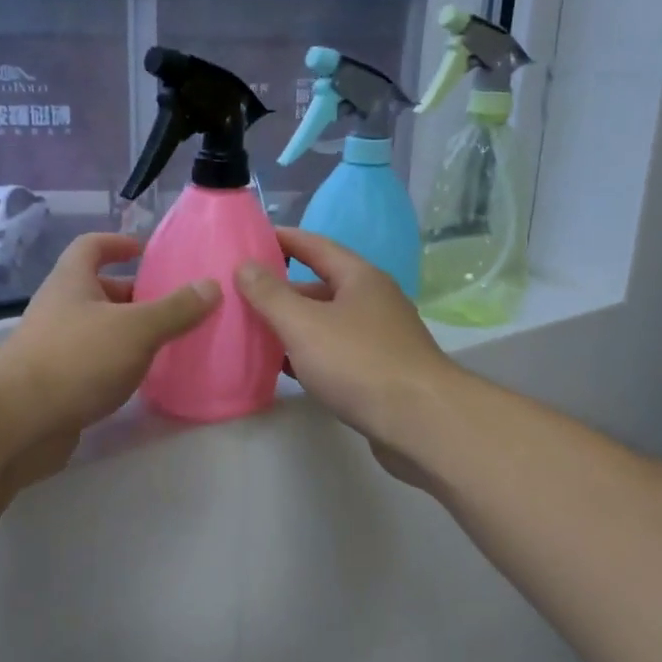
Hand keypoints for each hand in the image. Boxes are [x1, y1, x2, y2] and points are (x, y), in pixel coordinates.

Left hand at [0, 233, 218, 475]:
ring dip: (127, 331)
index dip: (117, 243)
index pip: (91, 246)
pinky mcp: (54, 382)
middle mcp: (58, 307)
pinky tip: (139, 378)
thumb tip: (211, 285)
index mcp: (71, 281)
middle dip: (133, 294)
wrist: (19, 421)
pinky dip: (115, 363)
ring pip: (96, 328)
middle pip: (97, 289)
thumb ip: (176, 309)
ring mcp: (52, 346)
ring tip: (166, 342)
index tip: (145, 251)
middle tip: (172, 305)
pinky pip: (91, 361)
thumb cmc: (78, 359)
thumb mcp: (136, 329)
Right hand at [235, 228, 457, 462]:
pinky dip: (308, 354)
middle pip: (320, 285)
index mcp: (360, 278)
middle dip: (282, 289)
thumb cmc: (359, 362)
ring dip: (293, 325)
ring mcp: (379, 338)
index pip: (315, 245)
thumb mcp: (304, 324)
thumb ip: (270, 295)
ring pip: (326, 322)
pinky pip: (335, 352)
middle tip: (241, 293)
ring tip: (253, 330)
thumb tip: (245, 265)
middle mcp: (373, 301)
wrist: (420, 422)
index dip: (283, 239)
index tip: (250, 238)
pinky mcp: (379, 371)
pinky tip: (284, 367)